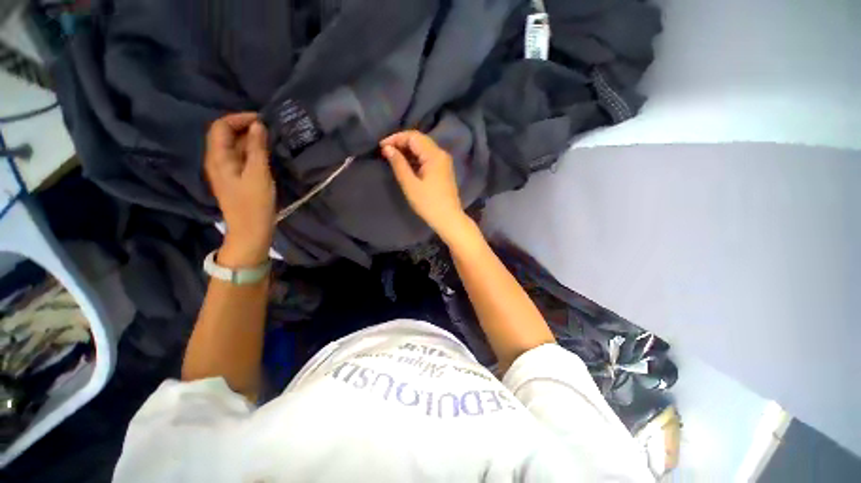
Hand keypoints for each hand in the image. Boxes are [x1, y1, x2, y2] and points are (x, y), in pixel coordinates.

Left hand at [205, 113, 274, 267]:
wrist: (250, 230)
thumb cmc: (254, 204)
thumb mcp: (258, 174)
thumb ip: (257, 149)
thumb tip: (258, 125)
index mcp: (218, 158)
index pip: (221, 126)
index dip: (239, 118)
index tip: (262, 120)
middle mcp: (217, 161)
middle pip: (225, 135)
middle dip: (244, 127)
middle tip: (268, 130)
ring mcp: (225, 171)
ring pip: (233, 147)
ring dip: (248, 139)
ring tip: (269, 140)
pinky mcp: (234, 179)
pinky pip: (239, 158)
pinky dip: (250, 151)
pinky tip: (264, 155)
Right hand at [380, 130, 469, 242]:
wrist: (448, 219)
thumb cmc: (428, 203)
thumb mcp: (410, 185)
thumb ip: (399, 164)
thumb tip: (387, 148)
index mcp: (434, 155)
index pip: (413, 136)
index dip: (396, 138)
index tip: (381, 146)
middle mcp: (441, 154)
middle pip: (419, 140)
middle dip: (401, 142)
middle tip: (386, 151)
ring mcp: (444, 162)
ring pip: (423, 148)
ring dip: (408, 150)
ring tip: (393, 157)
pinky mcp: (443, 170)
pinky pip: (427, 157)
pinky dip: (415, 157)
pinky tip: (406, 164)